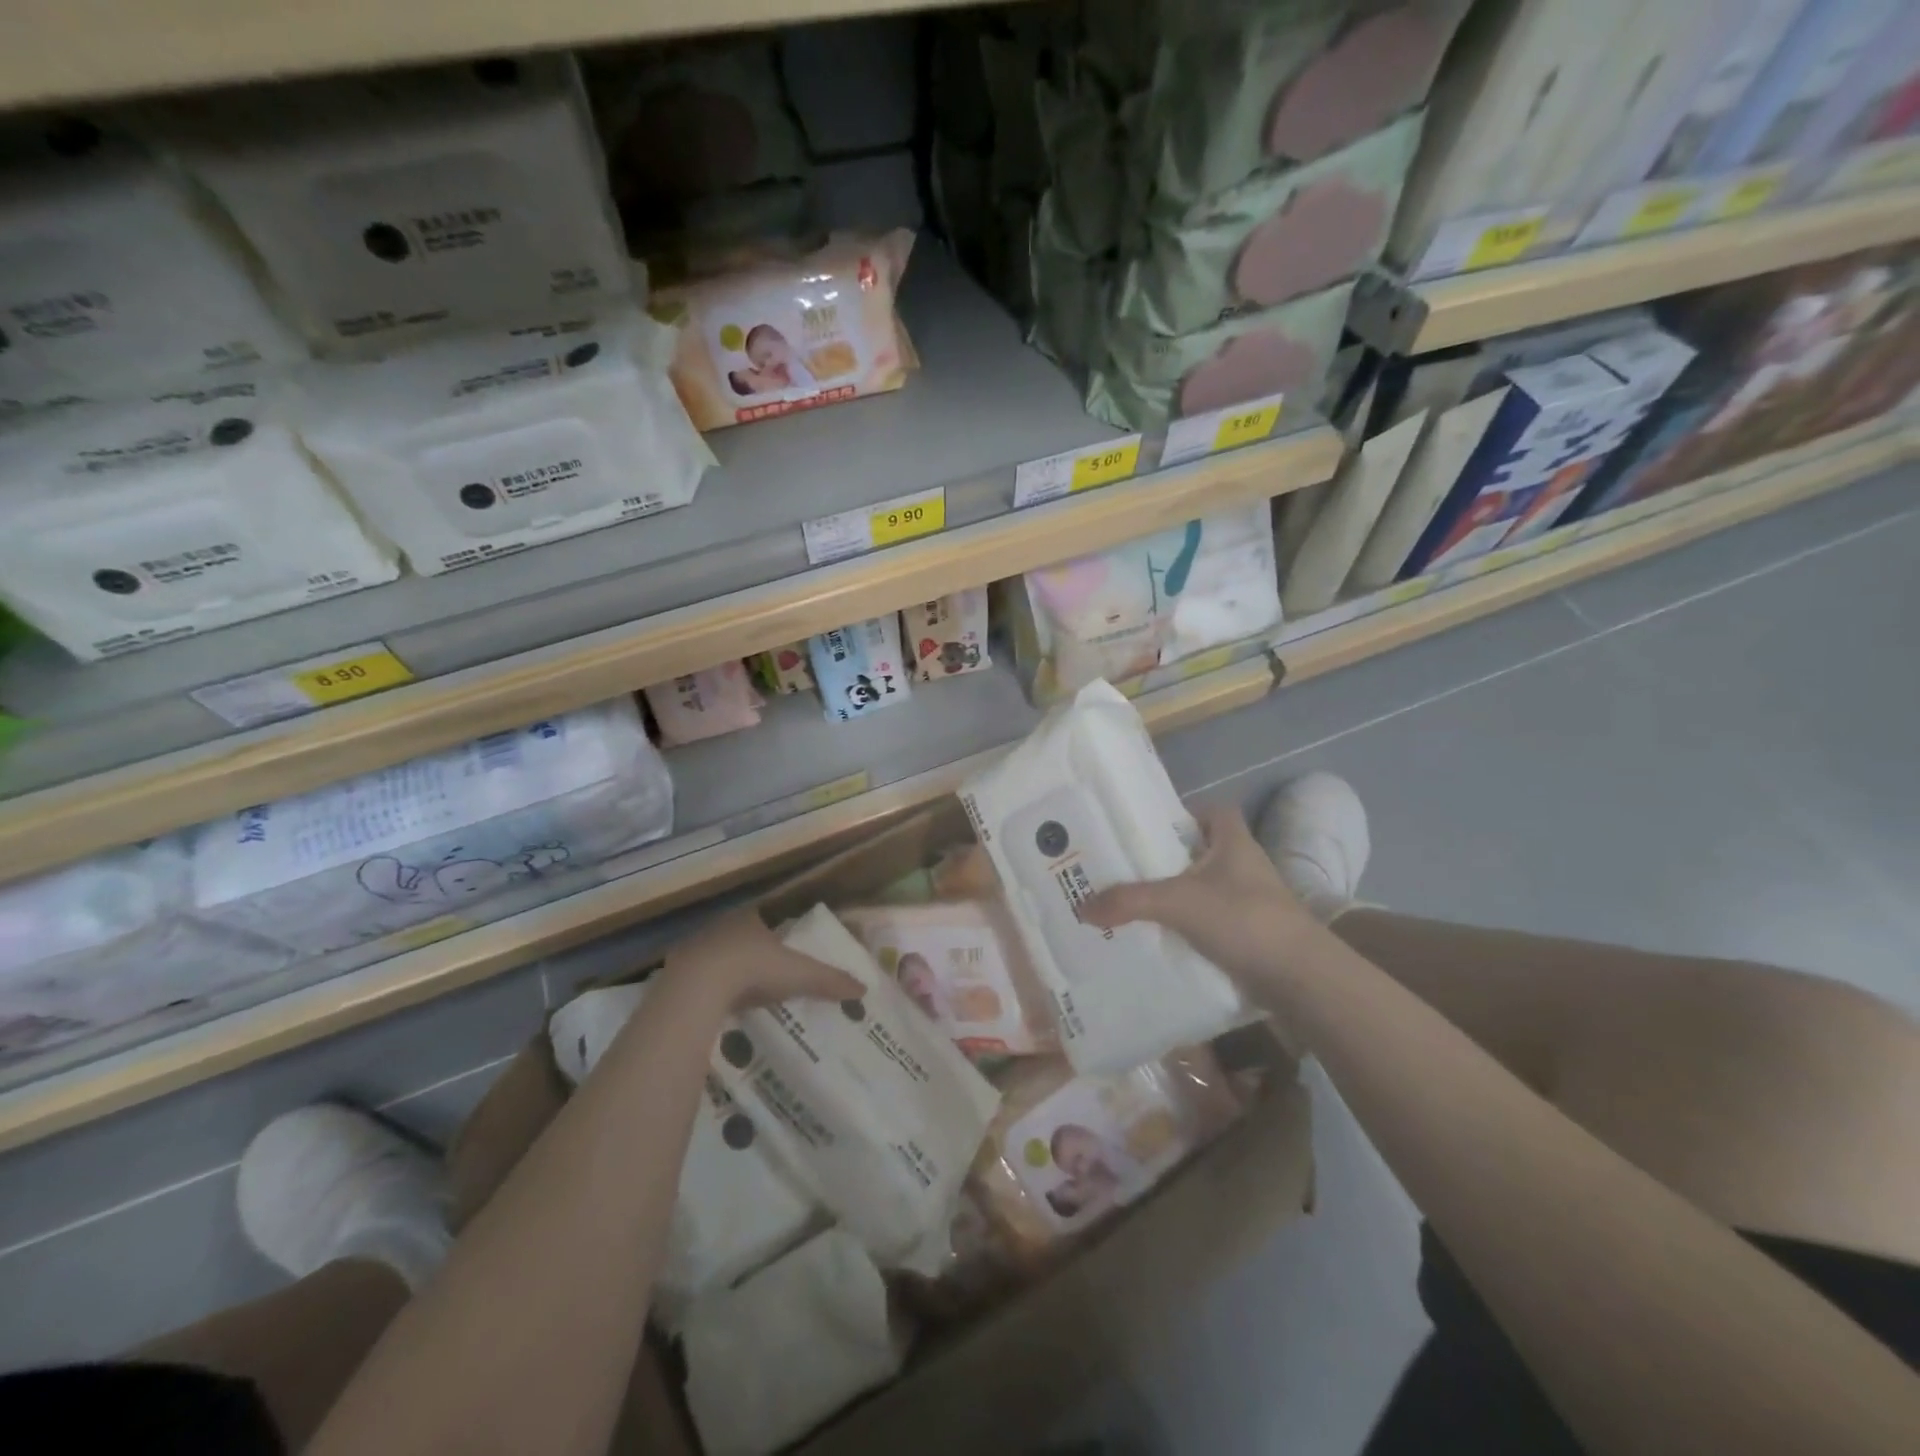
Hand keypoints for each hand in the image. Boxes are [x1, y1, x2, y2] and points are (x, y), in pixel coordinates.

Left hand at [661, 908, 863, 1010]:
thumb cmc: (753, 968)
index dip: (773, 934)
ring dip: (724, 971)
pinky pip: (695, 979)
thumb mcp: (799, 974)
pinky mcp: (674, 972)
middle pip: (739, 937)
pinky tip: (713, 1006)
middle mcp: (721, 926)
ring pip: (714, 957)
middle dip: (748, 954)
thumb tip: (863, 988)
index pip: (764, 920)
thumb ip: (829, 980)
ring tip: (738, 995)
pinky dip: (704, 990)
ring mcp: (694, 947)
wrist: (699, 986)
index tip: (780, 954)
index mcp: (750, 919)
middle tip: (762, 977)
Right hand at [1080, 803, 1321, 986]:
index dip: (1185, 814)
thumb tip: (1082, 908)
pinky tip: (1161, 937)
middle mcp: (1244, 866)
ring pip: (1206, 889)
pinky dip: (1189, 927)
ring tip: (1135, 903)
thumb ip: (1129, 901)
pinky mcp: (1250, 934)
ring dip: (1178, 896)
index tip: (1151, 829)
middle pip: (1203, 852)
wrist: (1299, 977)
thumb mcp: (1177, 902)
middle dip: (1169, 859)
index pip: (1214, 812)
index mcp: (1233, 842)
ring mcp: (1250, 902)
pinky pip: (1211, 922)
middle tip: (1128, 868)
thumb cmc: (1243, 918)